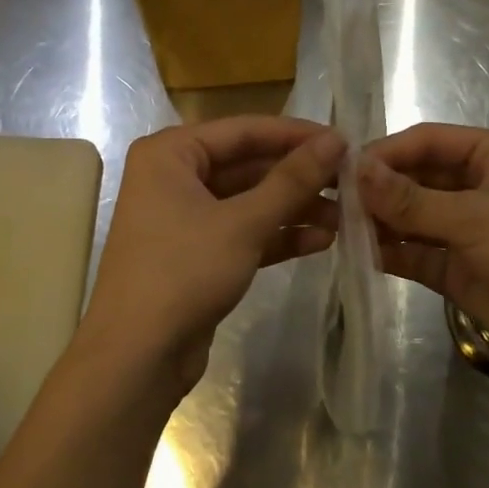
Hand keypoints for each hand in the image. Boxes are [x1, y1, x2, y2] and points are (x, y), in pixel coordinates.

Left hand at [75, 116, 343, 402]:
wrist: (138, 357)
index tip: (346, 141)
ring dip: (295, 209)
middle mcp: (174, 177)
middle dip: (299, 177)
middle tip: (351, 183)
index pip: (245, 130)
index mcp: (171, 153)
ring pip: (250, 201)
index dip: (297, 135)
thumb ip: (292, 180)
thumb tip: (336, 140)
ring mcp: (185, 217)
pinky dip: (278, 236)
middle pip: (249, 166)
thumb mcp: (244, 223)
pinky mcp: (197, 254)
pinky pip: (244, 232)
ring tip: (345, 216)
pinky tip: (321, 241)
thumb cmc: (184, 273)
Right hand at [359, 124, 488, 384]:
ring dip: (380, 221)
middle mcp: (475, 185)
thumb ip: (410, 199)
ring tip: (338, 228)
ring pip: (411, 216)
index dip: (386, 152)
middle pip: (415, 177)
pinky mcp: (456, 267)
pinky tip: (359, 255)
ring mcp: (464, 228)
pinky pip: (415, 252)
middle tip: (333, 202)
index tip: (344, 169)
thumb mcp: (473, 217)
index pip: (427, 140)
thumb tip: (355, 171)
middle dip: (379, 189)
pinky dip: (390, 252)